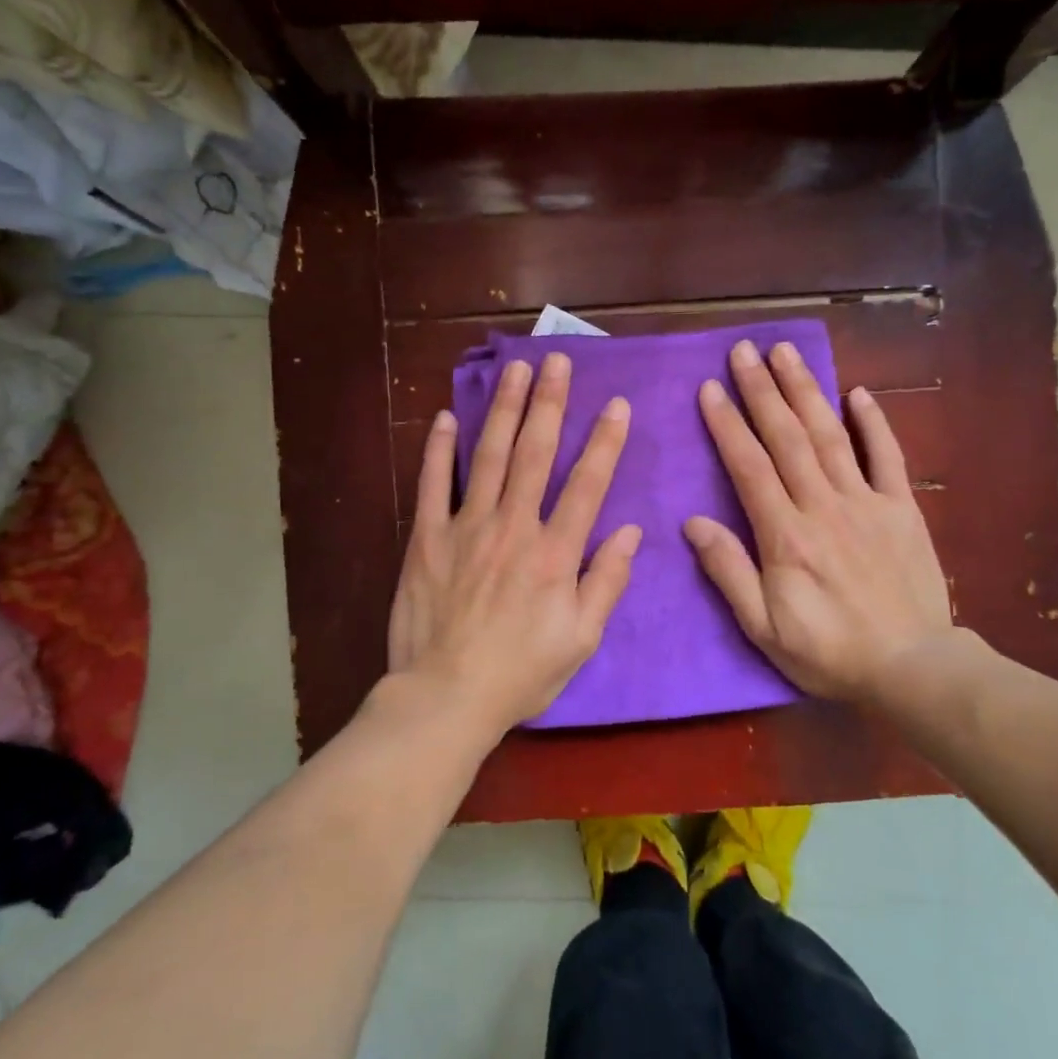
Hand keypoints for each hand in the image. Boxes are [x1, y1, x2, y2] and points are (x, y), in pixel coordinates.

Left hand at [388, 352, 642, 735]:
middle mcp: (513, 527)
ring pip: (489, 456)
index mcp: (555, 553)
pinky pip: (433, 484)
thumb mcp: (582, 640)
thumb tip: (631, 532)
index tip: (617, 404)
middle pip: (535, 454)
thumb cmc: (521, 673)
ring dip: (505, 409)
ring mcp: (465, 527)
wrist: (445, 697)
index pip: (587, 484)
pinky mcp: (426, 538)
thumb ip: (607, 582)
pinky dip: (439, 449)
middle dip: (550, 404)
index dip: (605, 442)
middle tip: (557, 362)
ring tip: (517, 370)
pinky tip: (447, 416)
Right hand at [684, 339, 954, 703]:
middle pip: (787, 438)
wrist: (912, 668)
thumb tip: (693, 523)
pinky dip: (873, 422)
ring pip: (830, 436)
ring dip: (806, 391)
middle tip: (743, 351)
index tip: (710, 388)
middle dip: (762, 391)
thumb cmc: (829, 652)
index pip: (749, 467)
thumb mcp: (764, 627)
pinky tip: (857, 392)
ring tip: (785, 353)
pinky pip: (887, 457)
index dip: (727, 424)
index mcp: (785, 535)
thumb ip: (729, 571)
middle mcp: (823, 506)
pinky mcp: (901, 509)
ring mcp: (866, 502)